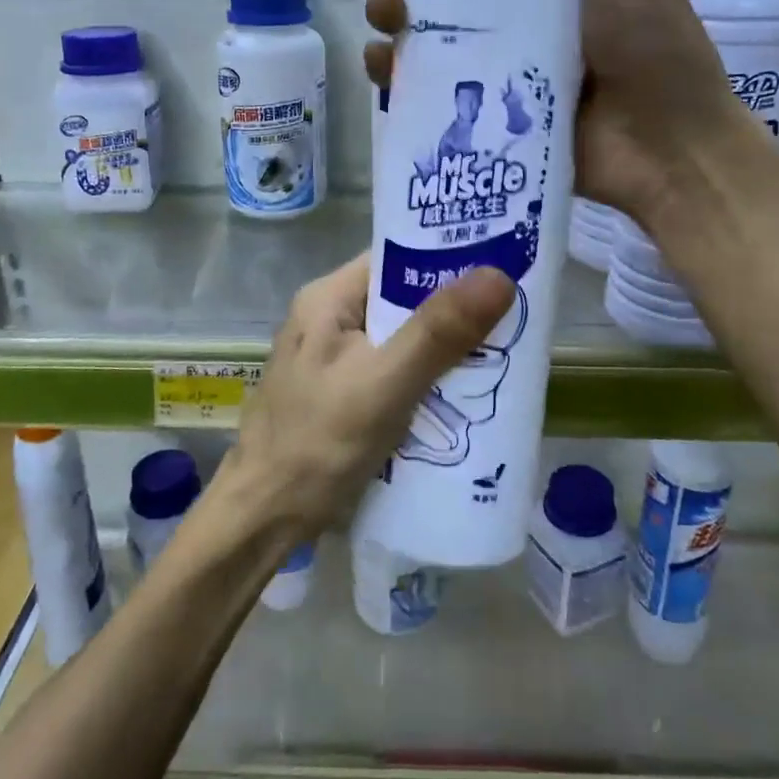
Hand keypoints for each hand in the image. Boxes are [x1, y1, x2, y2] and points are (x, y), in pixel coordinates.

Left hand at [230, 254, 514, 540]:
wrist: (262, 521)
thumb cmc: (317, 444)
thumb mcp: (384, 383)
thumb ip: (438, 331)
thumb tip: (499, 274)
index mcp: (328, 299)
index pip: (397, 258)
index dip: (448, 258)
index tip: (504, 264)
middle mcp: (328, 319)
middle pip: (403, 299)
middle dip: (455, 310)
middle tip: (516, 315)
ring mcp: (333, 360)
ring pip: (402, 339)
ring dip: (445, 348)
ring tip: (503, 353)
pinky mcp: (342, 395)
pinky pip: (394, 372)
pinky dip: (427, 379)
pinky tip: (463, 394)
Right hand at [364, 0, 753, 225]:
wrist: (664, 154)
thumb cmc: (654, 51)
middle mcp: (522, 1)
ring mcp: (500, 54)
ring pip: (429, 21)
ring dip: (393, 7)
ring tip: (388, 14)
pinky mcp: (485, 104)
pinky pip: (427, 79)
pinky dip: (395, 68)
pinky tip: (385, 66)